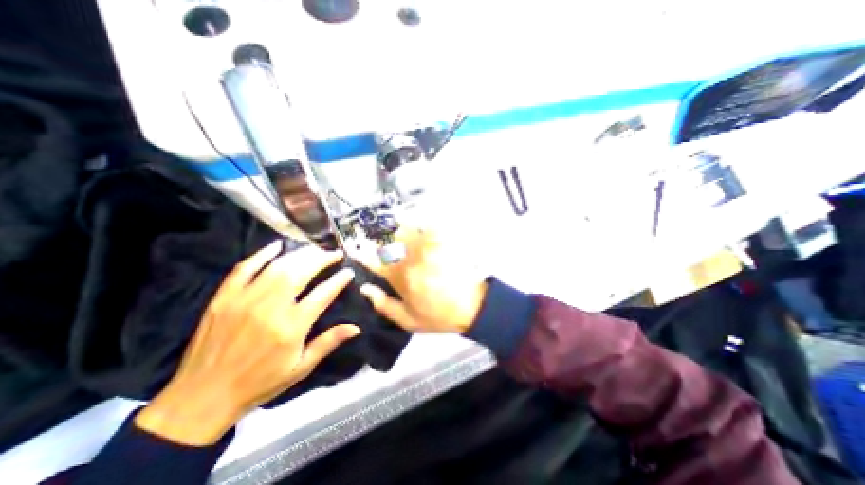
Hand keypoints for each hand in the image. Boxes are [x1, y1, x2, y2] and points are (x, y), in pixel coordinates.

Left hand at [137, 240, 358, 443]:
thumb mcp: (301, 368)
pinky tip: (277, 245)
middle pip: (301, 272)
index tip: (348, 271)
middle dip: (322, 259)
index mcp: (291, 327)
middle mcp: (270, 308)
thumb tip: (356, 327)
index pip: (323, 293)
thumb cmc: (260, 383)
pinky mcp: (224, 298)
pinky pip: (244, 268)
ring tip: (315, 250)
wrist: (201, 399)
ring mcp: (244, 300)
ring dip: (300, 254)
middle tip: (334, 254)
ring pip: (277, 266)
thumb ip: (329, 342)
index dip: (339, 280)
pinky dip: (261, 254)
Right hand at [357, 226, 484, 333]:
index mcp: (400, 278)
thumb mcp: (408, 320)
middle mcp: (411, 259)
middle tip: (388, 245)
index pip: (375, 263)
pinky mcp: (444, 243)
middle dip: (386, 242)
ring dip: (403, 231)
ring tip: (405, 235)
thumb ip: (383, 304)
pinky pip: (431, 227)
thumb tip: (365, 288)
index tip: (357, 251)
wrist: (472, 307)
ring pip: (409, 231)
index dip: (364, 256)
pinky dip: (425, 226)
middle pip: (391, 242)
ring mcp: (428, 248)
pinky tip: (425, 229)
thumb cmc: (438, 316)